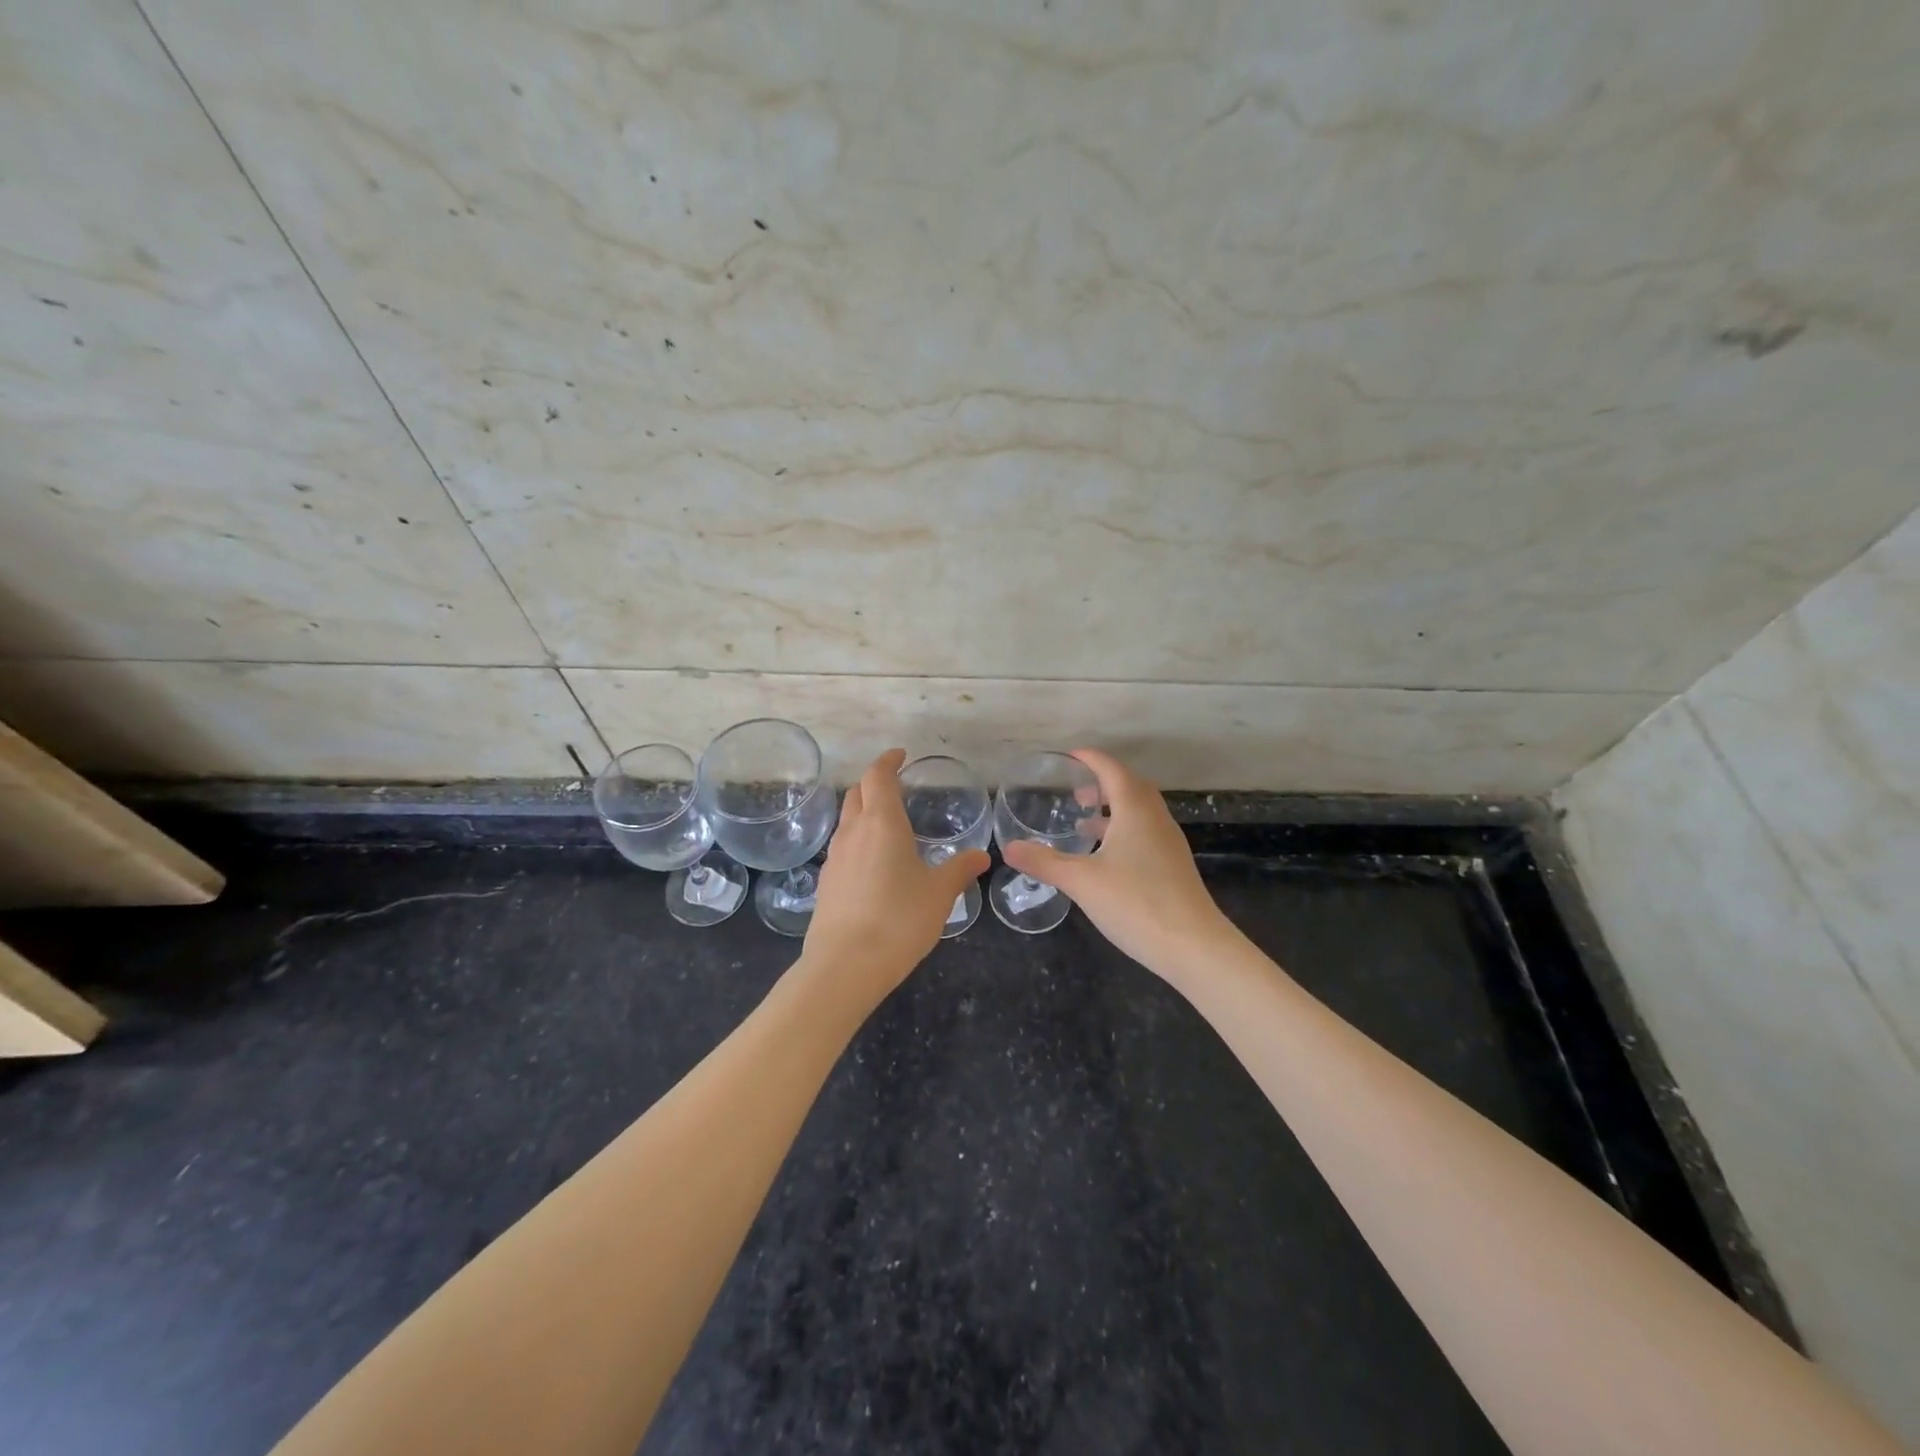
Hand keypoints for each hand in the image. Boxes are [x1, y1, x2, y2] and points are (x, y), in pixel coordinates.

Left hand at [802, 750, 990, 1001]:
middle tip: (895, 786)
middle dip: (874, 783)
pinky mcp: (826, 883)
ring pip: (847, 820)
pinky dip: (858, 840)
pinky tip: (873, 862)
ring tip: (888, 824)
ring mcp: (835, 858)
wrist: (845, 966)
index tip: (900, 755)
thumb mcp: (938, 894)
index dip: (888, 761)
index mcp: (882, 823)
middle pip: (857, 793)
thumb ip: (959, 870)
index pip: (878, 777)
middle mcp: (853, 832)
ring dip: (864, 811)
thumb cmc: (899, 920)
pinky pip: (843, 848)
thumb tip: (981, 856)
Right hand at [1001, 749, 1238, 982]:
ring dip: (1113, 808)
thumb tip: (1009, 848)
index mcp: (1135, 810)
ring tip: (1083, 822)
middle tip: (1074, 791)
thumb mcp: (1081, 881)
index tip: (1067, 757)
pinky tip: (1105, 858)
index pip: (1112, 769)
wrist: (1194, 947)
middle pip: (1130, 786)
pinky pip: (1145, 834)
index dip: (1090, 759)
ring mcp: (1169, 843)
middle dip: (1102, 782)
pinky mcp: (1173, 867)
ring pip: (1140, 812)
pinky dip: (1123, 832)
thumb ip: (1044, 862)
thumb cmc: (1136, 903)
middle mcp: (1156, 818)